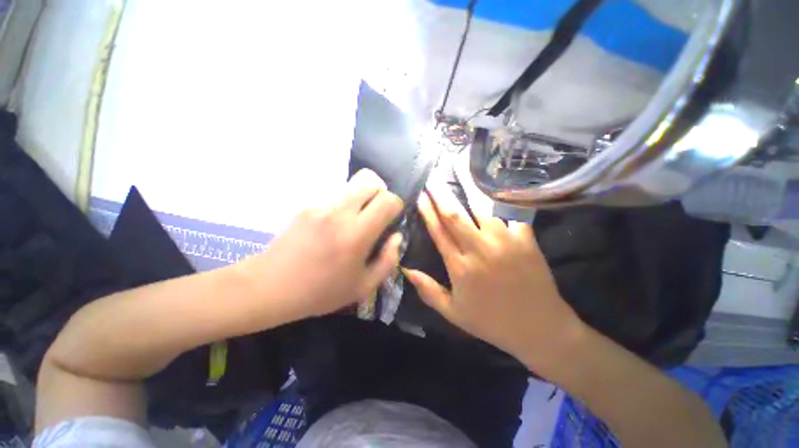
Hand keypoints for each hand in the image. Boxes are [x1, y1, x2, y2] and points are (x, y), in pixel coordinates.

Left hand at [243, 169, 402, 318]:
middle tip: (377, 213)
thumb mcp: (363, 286)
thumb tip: (396, 236)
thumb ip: (388, 260)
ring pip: (352, 183)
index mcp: (356, 234)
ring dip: (363, 196)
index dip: (396, 205)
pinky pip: (336, 194)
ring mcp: (321, 205)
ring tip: (357, 218)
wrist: (271, 286)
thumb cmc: (320, 291)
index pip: (387, 200)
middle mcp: (339, 212)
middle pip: (370, 180)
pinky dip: (345, 202)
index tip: (392, 218)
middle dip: (381, 193)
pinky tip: (335, 224)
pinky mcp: (308, 205)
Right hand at [403, 183, 583, 371]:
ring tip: (460, 172)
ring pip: (482, 208)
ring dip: (468, 190)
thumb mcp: (454, 313)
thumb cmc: (492, 321)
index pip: (438, 232)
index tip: (420, 196)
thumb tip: (405, 270)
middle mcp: (480, 249)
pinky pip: (510, 213)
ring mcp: (505, 241)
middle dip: (441, 194)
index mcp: (460, 267)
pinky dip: (501, 201)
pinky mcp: (526, 239)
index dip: (427, 212)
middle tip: (432, 178)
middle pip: (455, 215)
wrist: (541, 328)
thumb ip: (428, 290)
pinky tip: (495, 188)